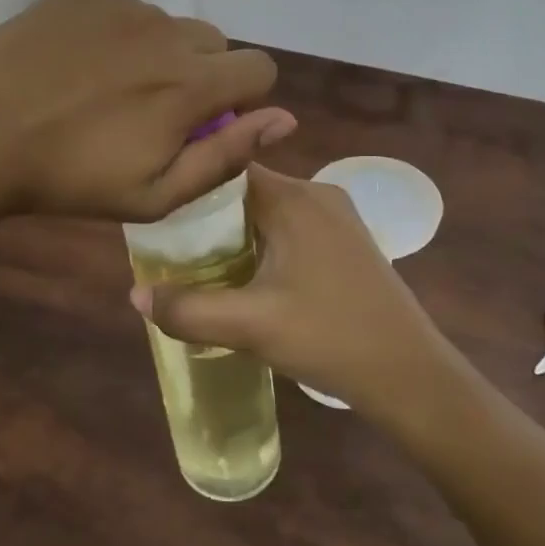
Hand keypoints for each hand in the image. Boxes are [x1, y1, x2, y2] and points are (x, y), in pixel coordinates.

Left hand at [0, 0, 296, 220]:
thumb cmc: (69, 178)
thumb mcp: (155, 193)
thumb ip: (227, 155)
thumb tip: (284, 120)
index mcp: (191, 82)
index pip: (260, 68)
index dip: (244, 97)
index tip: (207, 121)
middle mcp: (166, 31)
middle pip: (214, 43)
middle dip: (201, 74)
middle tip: (152, 109)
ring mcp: (121, 5)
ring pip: (167, 25)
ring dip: (157, 52)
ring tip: (107, 88)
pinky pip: (123, 8)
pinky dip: (116, 33)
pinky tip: (77, 64)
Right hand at [132, 164, 458, 420]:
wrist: (410, 375)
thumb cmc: (330, 337)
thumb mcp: (251, 326)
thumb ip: (188, 309)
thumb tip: (134, 293)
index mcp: (294, 198)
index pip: (228, 170)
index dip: (191, 189)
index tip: (160, 216)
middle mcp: (317, 194)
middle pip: (246, 191)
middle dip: (209, 218)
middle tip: (173, 250)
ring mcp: (337, 217)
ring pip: (269, 211)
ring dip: (237, 234)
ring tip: (202, 267)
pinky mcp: (347, 241)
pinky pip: (291, 228)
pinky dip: (264, 244)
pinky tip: (249, 278)